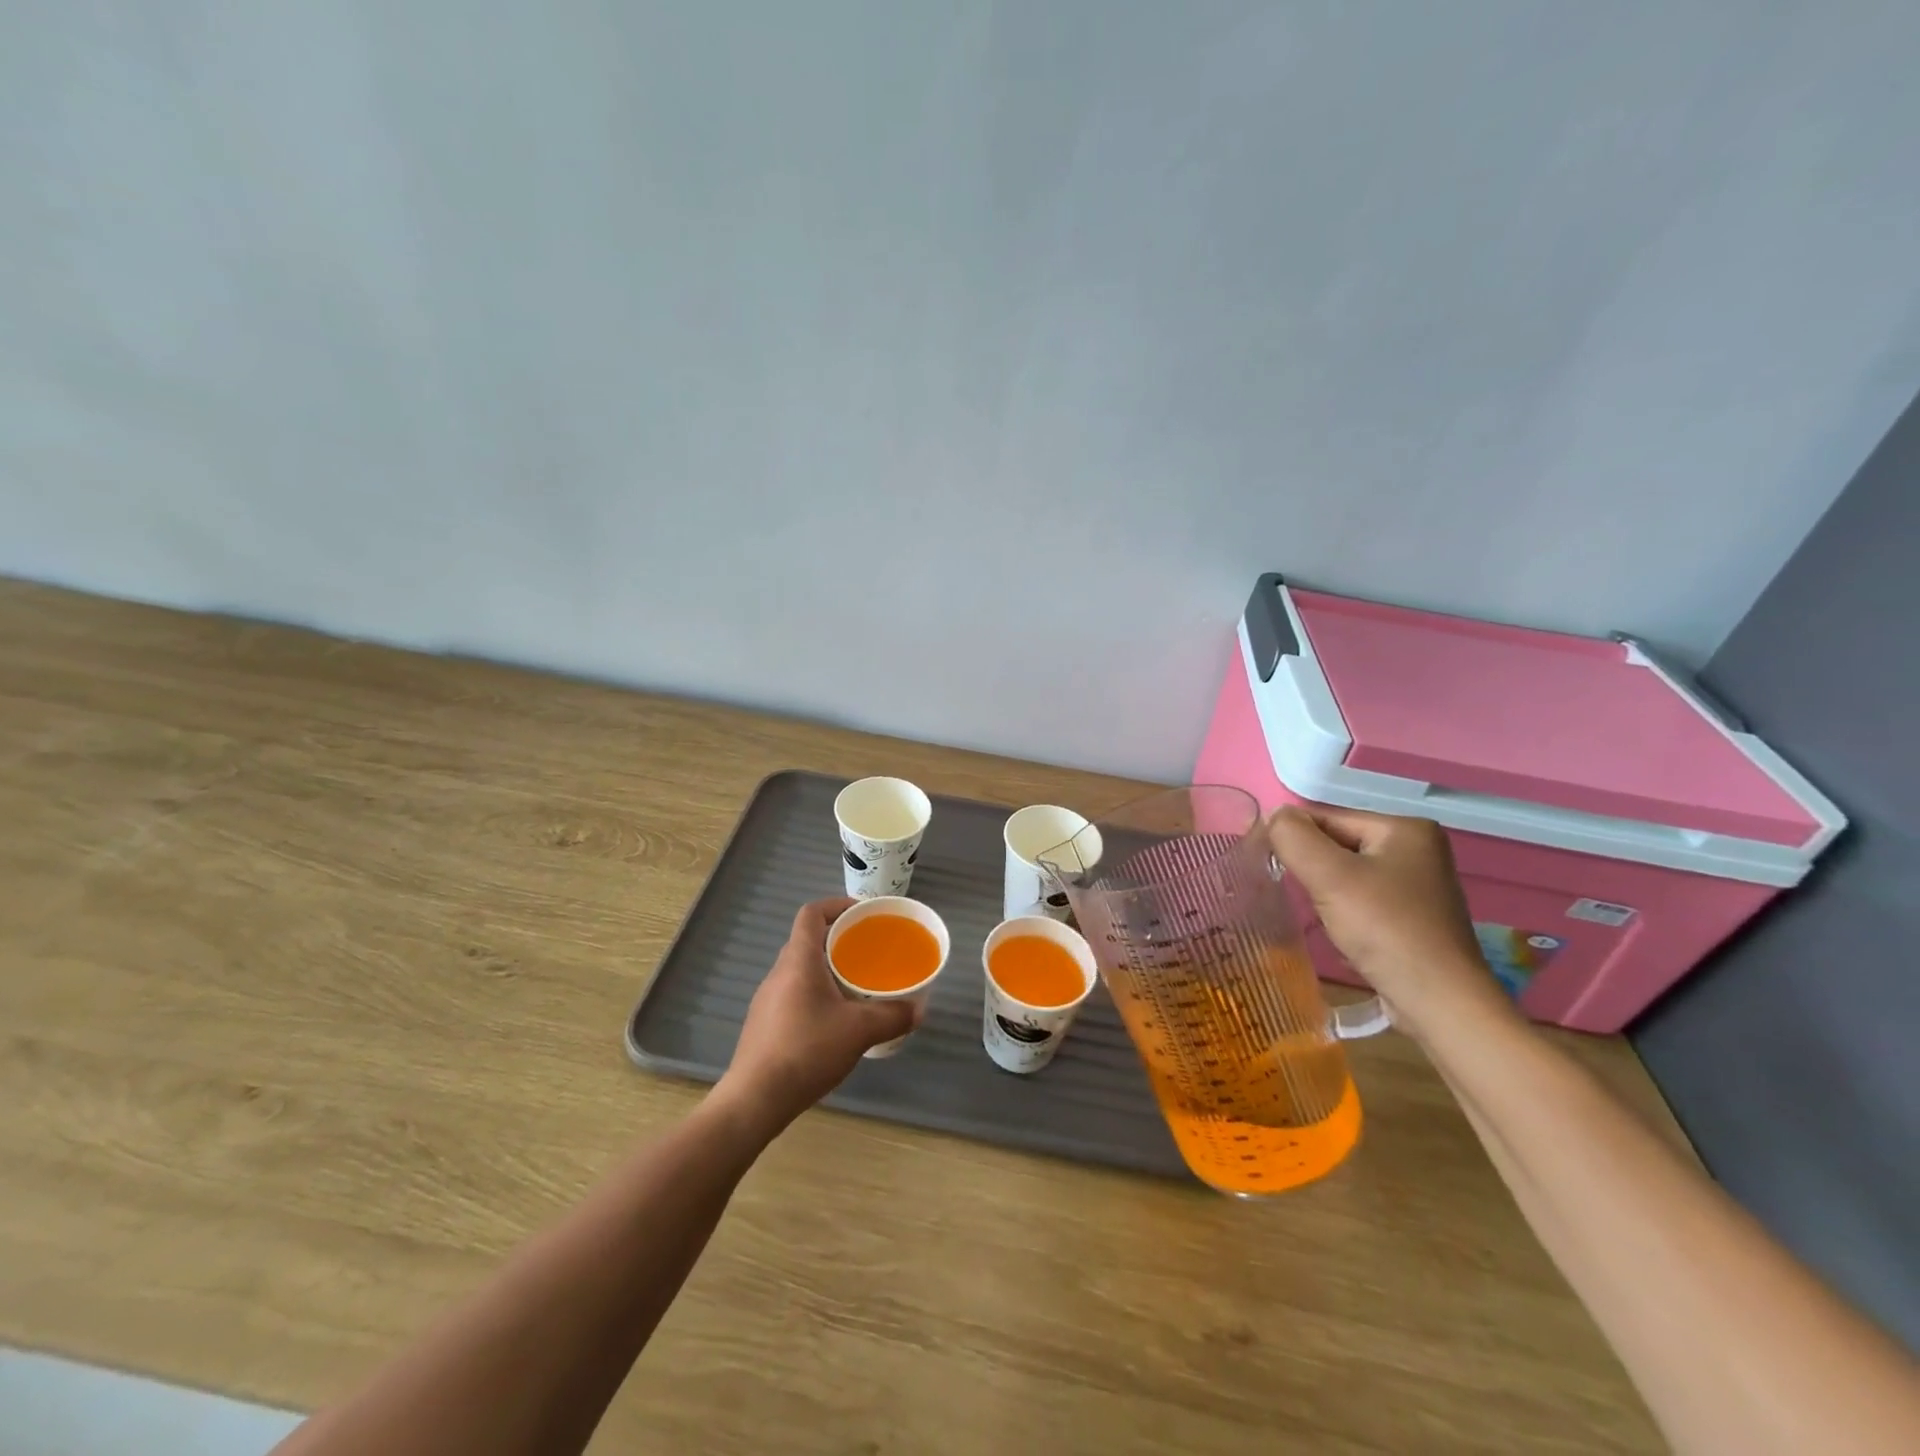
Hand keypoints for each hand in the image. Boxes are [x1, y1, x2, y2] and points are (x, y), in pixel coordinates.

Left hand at [714, 897, 917, 1131]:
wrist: (755, 1099)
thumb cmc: (807, 1050)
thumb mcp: (859, 1031)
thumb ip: (892, 1016)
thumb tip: (917, 1010)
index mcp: (799, 960)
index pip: (812, 913)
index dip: (836, 905)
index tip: (862, 915)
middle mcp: (779, 972)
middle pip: (808, 940)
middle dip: (838, 940)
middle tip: (867, 953)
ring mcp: (767, 999)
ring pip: (801, 969)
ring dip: (827, 969)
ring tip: (856, 987)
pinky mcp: (764, 1023)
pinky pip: (794, 993)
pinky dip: (816, 994)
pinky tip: (834, 1022)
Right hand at [1267, 805, 1505, 1036]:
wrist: (1440, 1004)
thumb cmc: (1385, 930)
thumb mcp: (1329, 875)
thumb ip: (1293, 837)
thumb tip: (1273, 818)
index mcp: (1405, 828)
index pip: (1327, 818)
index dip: (1295, 840)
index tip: (1270, 866)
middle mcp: (1418, 849)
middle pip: (1337, 846)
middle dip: (1313, 870)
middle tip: (1302, 897)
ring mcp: (1419, 886)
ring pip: (1347, 875)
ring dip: (1325, 894)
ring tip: (1325, 919)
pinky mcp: (1414, 917)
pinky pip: (1363, 900)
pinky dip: (1344, 913)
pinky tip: (1344, 935)